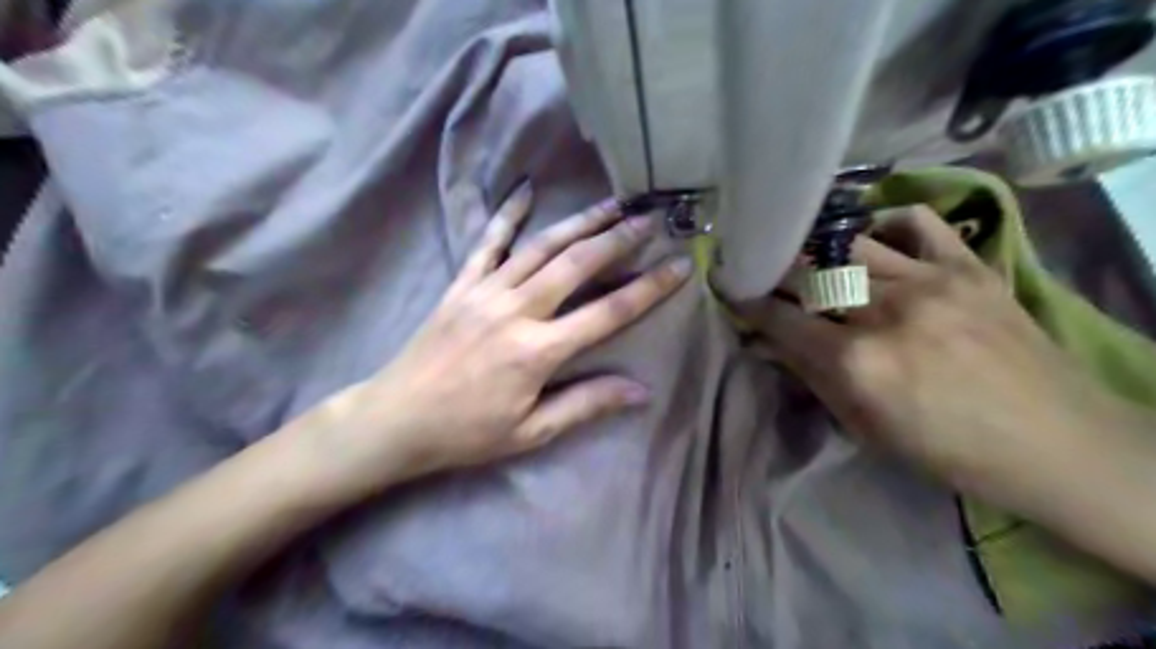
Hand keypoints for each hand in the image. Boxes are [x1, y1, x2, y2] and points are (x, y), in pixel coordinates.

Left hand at [296, 183, 687, 496]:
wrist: (396, 418)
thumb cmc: (466, 432)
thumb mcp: (531, 432)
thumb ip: (586, 404)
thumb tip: (640, 391)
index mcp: (537, 351)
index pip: (607, 312)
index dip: (649, 288)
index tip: (679, 266)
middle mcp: (516, 310)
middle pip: (577, 264)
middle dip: (618, 239)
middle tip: (650, 218)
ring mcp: (485, 291)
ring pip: (541, 246)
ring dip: (580, 222)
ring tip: (612, 203)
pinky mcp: (461, 284)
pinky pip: (487, 242)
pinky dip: (508, 214)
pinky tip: (526, 190)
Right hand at [740, 209, 1134, 495]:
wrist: (1057, 443)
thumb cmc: (949, 450)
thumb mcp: (864, 428)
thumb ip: (810, 378)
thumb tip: (766, 344)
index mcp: (857, 361)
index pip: (780, 318)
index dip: (747, 302)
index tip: (729, 289)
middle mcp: (885, 311)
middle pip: (807, 273)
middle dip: (773, 271)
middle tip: (758, 270)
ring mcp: (930, 281)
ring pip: (850, 244)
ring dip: (817, 251)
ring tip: (807, 257)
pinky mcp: (968, 266)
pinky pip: (916, 222)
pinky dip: (885, 225)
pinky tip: (875, 241)